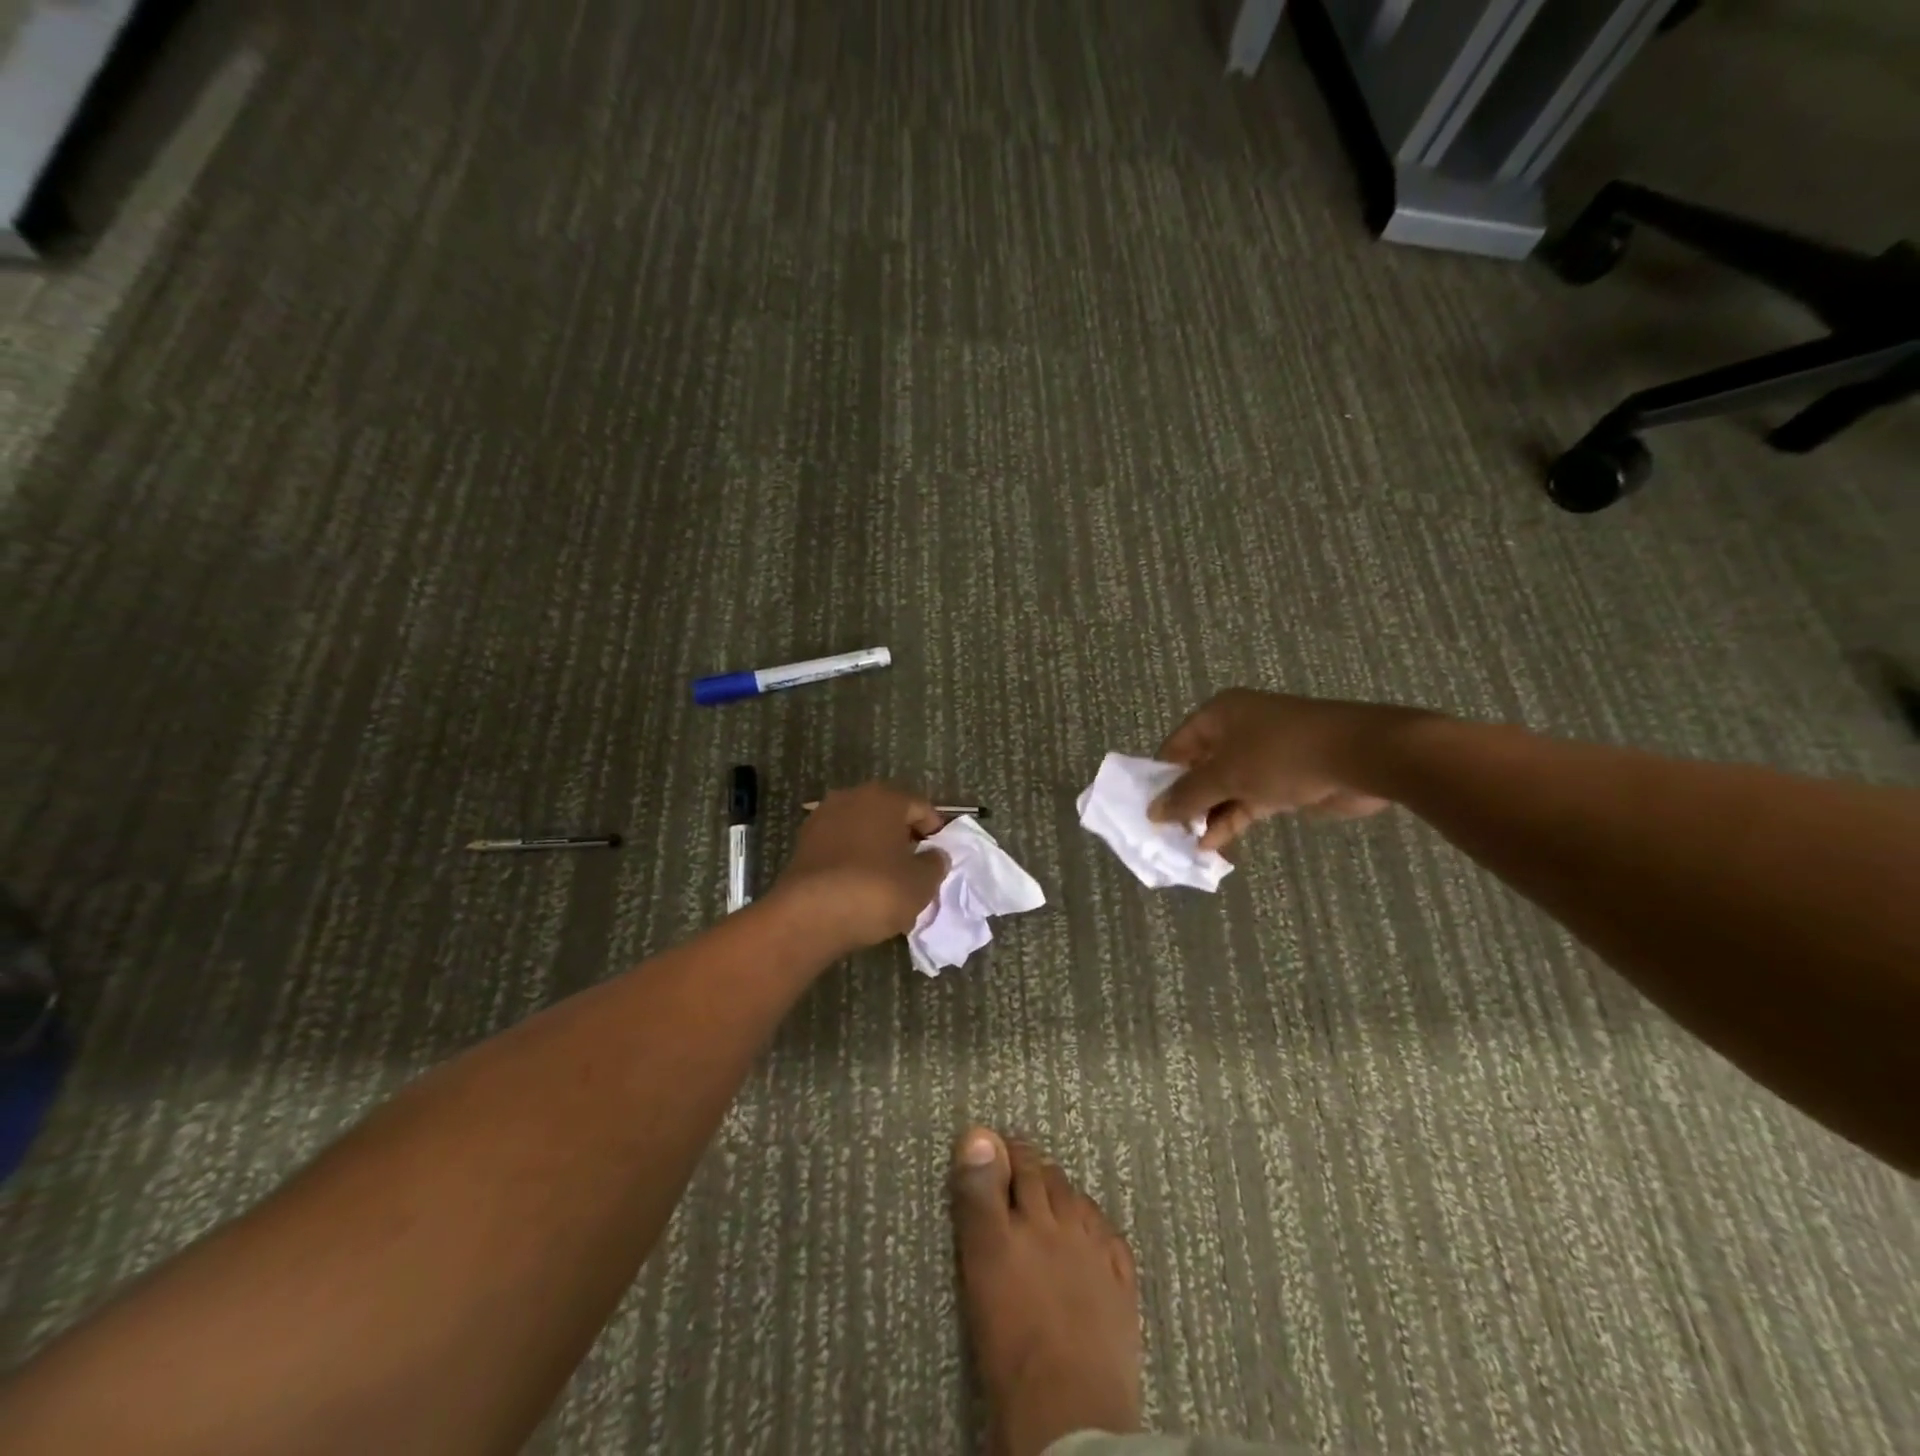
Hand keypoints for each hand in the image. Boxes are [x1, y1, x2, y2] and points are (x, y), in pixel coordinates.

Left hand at [770, 782, 949, 952]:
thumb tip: (934, 855)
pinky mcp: (803, 844)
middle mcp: (851, 797)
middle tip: (916, 868)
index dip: (935, 831)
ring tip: (888, 881)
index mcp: (885, 798)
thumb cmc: (876, 890)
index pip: (920, 807)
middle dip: (903, 838)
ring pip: (861, 831)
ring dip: (876, 849)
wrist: (809, 915)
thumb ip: (935, 864)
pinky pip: (839, 848)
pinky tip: (859, 887)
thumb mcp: (921, 883)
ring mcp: (822, 819)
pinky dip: (852, 861)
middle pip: (888, 815)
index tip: (939, 857)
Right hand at [1149, 690, 1429, 849]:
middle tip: (1166, 833)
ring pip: (1223, 789)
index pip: (1176, 747)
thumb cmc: (1281, 755)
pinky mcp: (1282, 781)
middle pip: (1198, 769)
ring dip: (1207, 816)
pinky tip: (1213, 844)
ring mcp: (1261, 757)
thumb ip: (1187, 795)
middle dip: (1184, 801)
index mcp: (1218, 716)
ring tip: (1187, 845)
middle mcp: (1236, 731)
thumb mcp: (1226, 774)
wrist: (1360, 757)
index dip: (1161, 778)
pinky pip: (1246, 801)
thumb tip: (1152, 811)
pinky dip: (1231, 820)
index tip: (1148, 810)